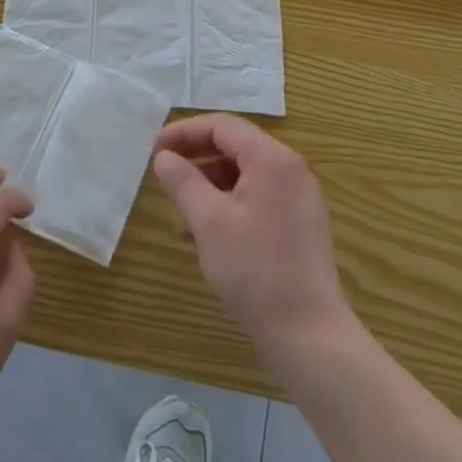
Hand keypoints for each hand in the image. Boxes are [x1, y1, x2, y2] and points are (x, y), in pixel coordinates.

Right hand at [154, 115, 352, 357]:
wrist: (308, 335)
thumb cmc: (255, 270)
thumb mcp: (208, 221)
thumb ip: (183, 181)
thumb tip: (163, 157)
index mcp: (272, 159)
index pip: (222, 126)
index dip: (184, 133)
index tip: (153, 150)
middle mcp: (290, 170)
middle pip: (235, 147)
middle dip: (196, 159)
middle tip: (162, 176)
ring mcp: (298, 199)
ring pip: (244, 176)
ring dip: (209, 185)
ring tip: (180, 213)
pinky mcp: (299, 226)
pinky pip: (257, 199)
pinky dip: (228, 205)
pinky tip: (206, 235)